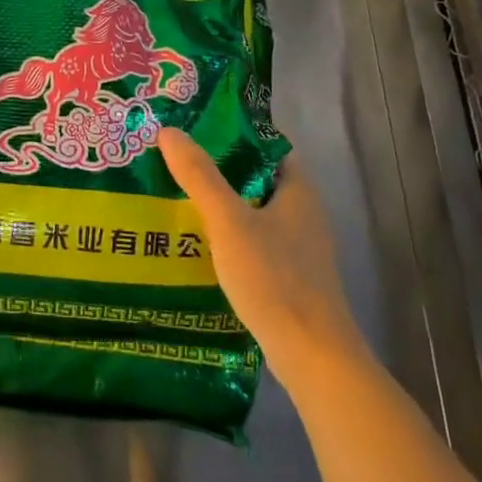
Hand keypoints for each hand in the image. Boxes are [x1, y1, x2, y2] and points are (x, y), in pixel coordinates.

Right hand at [158, 130, 368, 389]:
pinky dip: (227, 236)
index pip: (267, 145)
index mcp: (298, 190)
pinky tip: (196, 242)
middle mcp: (302, 213)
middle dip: (218, 168)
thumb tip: (170, 131)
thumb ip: (200, 177)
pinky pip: (252, 242)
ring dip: (220, 204)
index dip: (233, 132)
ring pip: (252, 212)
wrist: (311, 355)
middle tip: (174, 160)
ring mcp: (297, 247)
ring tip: (175, 195)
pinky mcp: (287, 276)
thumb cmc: (274, 279)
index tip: (195, 127)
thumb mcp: (229, 222)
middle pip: (256, 178)